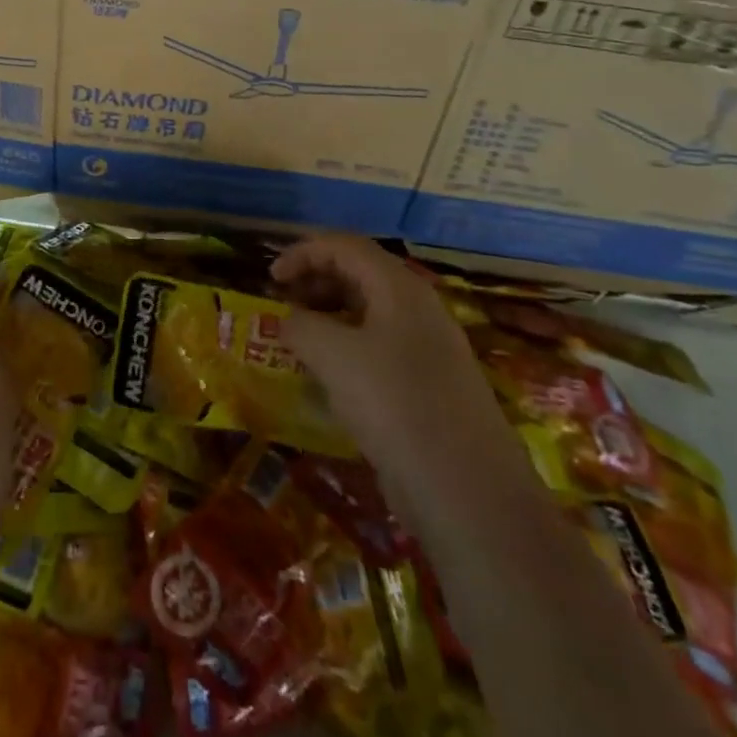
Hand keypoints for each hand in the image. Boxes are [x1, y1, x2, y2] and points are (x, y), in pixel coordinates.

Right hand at [273, 237, 520, 500]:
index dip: (302, 253)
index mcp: (398, 287)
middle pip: (358, 274)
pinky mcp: (429, 386)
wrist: (466, 490)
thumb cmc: (393, 403)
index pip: (344, 246)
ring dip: (328, 316)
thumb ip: (301, 325)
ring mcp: (427, 348)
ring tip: (298, 340)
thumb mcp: (332, 355)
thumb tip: (289, 321)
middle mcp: (417, 308)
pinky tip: (328, 377)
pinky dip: (346, 349)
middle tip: (282, 305)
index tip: (270, 278)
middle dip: (314, 281)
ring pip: (368, 313)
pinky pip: (379, 348)